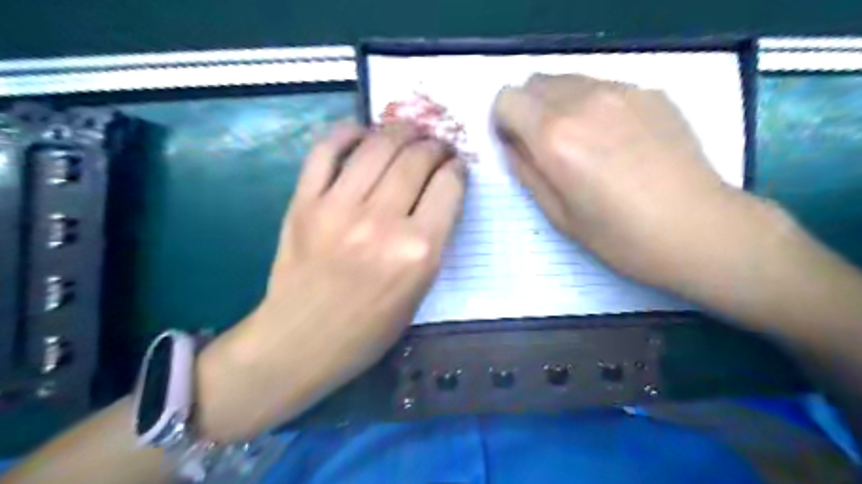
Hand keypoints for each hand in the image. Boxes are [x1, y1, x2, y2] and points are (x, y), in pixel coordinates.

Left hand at [196, 120, 465, 441]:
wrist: (301, 342)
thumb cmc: (368, 329)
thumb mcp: (419, 291)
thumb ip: (433, 240)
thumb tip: (439, 194)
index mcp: (418, 251)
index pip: (449, 185)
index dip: (457, 169)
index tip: (456, 166)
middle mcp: (382, 221)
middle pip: (417, 158)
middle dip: (434, 145)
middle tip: (436, 146)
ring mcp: (339, 207)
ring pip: (378, 145)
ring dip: (400, 131)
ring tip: (408, 133)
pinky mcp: (305, 202)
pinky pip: (326, 150)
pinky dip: (347, 133)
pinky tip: (362, 134)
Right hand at [492, 71, 759, 290]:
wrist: (697, 229)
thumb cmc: (619, 236)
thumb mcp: (557, 214)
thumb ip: (525, 171)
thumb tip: (512, 145)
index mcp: (554, 136)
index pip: (507, 99)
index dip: (504, 121)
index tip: (517, 144)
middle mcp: (584, 101)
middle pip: (535, 82)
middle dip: (529, 109)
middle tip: (546, 145)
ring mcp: (622, 91)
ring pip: (569, 80)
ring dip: (560, 105)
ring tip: (584, 142)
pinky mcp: (651, 93)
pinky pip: (604, 87)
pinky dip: (594, 105)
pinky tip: (618, 140)